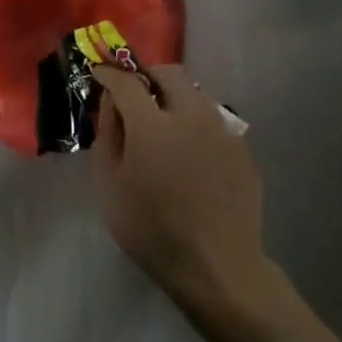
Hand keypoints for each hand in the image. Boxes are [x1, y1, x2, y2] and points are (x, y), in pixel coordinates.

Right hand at [91, 64, 268, 308]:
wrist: (217, 267)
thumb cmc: (151, 229)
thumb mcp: (110, 185)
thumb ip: (108, 134)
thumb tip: (108, 101)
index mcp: (153, 125)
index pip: (127, 82)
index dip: (109, 73)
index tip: (99, 73)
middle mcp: (191, 117)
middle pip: (169, 73)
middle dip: (147, 75)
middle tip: (133, 93)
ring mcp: (222, 131)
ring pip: (196, 93)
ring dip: (174, 96)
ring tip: (162, 122)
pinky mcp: (242, 149)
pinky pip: (213, 121)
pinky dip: (195, 122)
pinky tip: (189, 151)